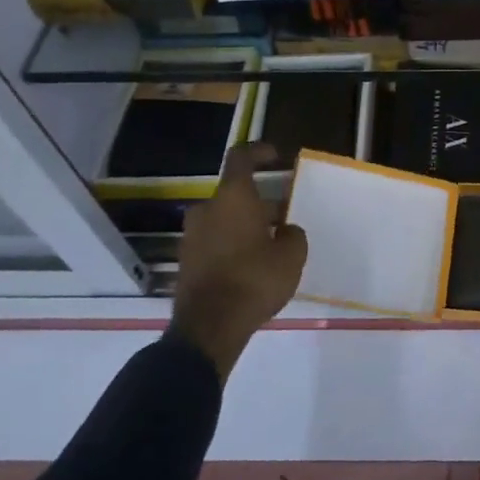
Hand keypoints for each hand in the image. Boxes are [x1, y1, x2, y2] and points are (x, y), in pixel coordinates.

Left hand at [170, 143, 306, 377]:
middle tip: (283, 215)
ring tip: (271, 244)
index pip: (241, 158)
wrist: (209, 328)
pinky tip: (252, 265)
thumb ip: (292, 234)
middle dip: (260, 201)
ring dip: (246, 224)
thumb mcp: (291, 255)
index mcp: (233, 197)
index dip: (259, 152)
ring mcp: (192, 236)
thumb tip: (284, 230)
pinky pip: (214, 241)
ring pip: (224, 219)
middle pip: (235, 194)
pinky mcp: (186, 261)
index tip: (276, 156)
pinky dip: (232, 244)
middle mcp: (207, 209)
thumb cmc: (254, 280)